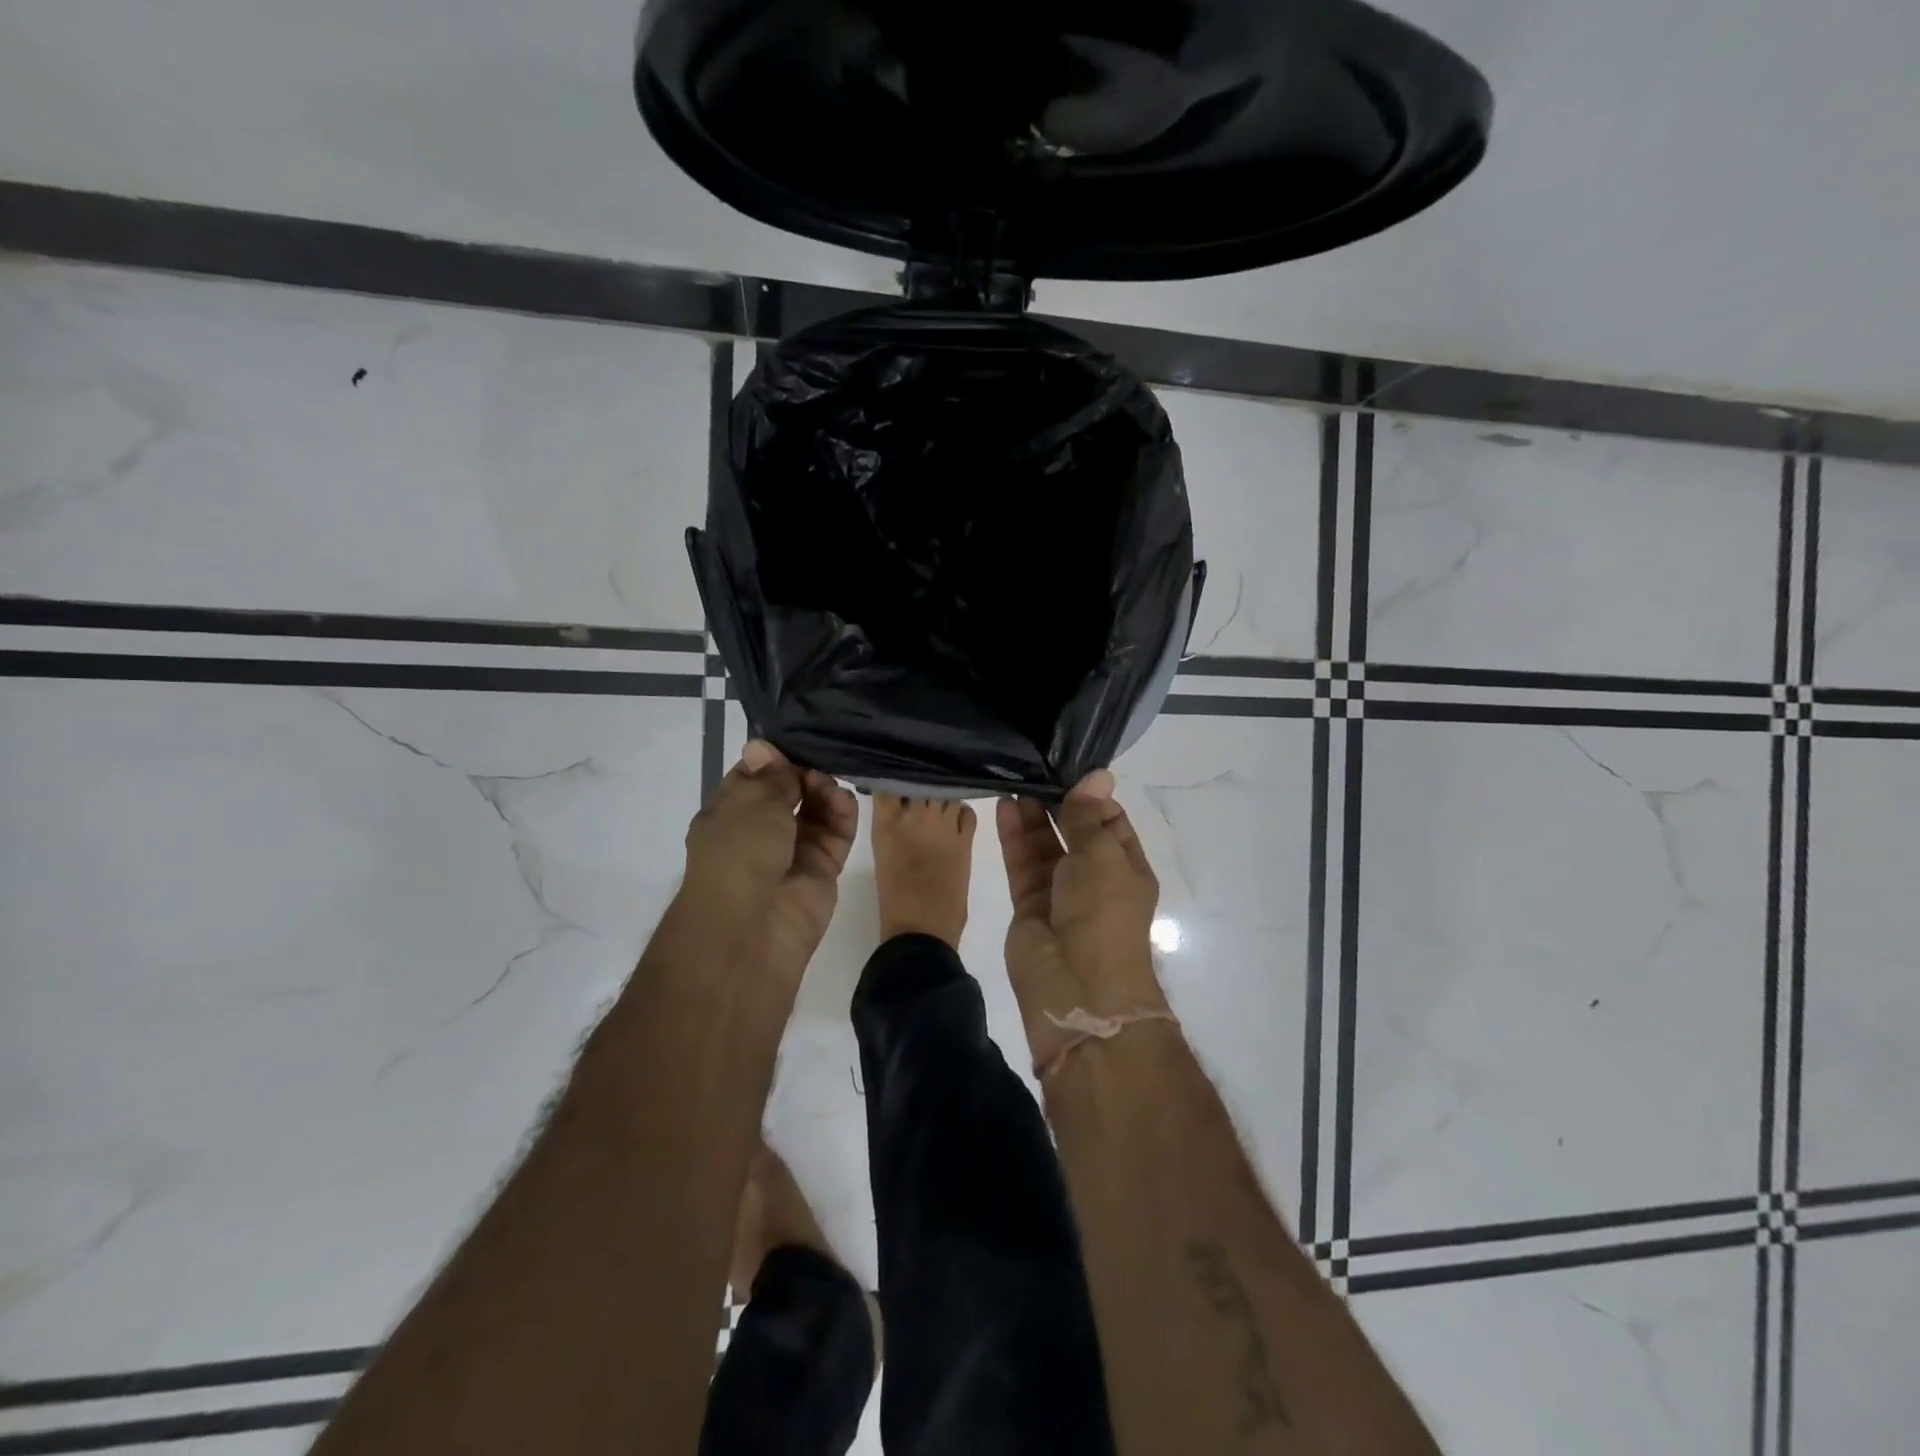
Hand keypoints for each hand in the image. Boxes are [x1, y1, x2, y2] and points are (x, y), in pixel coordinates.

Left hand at [682, 740, 857, 981]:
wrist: (751, 927)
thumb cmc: (739, 854)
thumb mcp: (750, 802)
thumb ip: (770, 774)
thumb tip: (761, 746)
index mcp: (728, 814)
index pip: (753, 777)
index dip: (773, 759)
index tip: (796, 741)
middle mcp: (758, 832)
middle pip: (789, 791)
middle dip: (803, 773)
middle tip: (818, 761)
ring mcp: (792, 852)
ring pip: (815, 811)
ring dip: (824, 791)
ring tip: (827, 785)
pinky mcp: (822, 870)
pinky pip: (836, 834)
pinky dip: (842, 814)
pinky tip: (843, 800)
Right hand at [996, 770, 1166, 1068]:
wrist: (1078, 989)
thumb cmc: (1103, 914)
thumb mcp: (1102, 855)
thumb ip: (1088, 816)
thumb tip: (1099, 774)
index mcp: (1126, 869)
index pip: (1110, 823)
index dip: (1091, 797)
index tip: (1067, 768)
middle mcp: (1095, 880)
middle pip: (1074, 833)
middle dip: (1057, 803)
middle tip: (1034, 769)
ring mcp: (1061, 894)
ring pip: (1045, 847)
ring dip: (1033, 817)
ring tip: (1015, 781)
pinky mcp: (1029, 907)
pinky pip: (1023, 865)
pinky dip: (1015, 837)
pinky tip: (1004, 807)